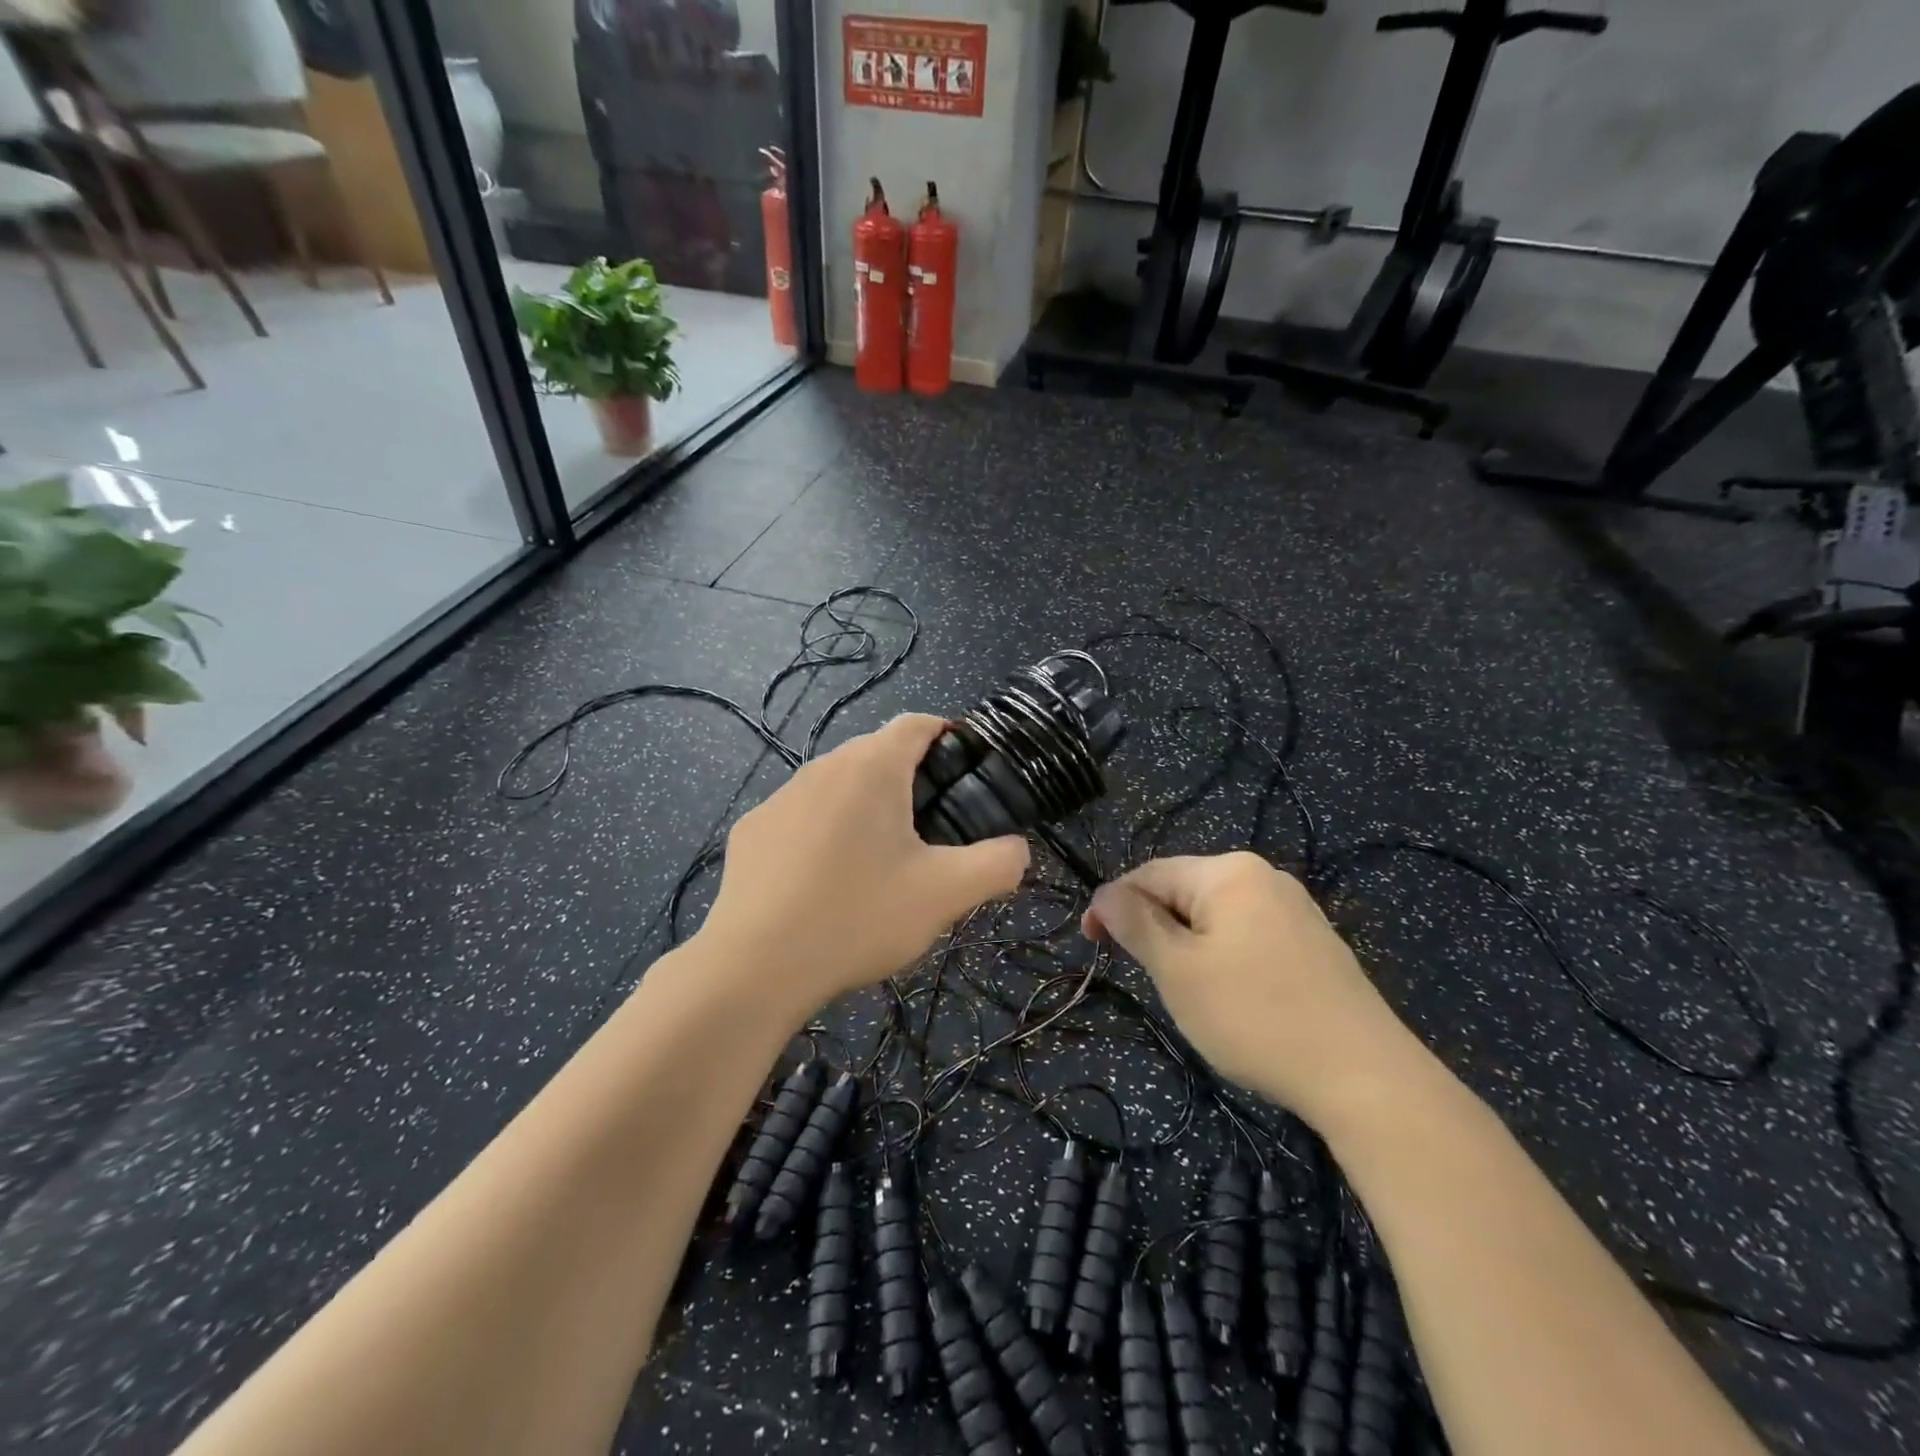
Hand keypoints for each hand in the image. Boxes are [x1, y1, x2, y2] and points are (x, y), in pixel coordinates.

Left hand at [699, 714, 1029, 1018]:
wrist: (754, 967)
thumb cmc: (858, 918)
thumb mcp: (946, 895)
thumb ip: (998, 863)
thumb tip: (1017, 848)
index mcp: (872, 768)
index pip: (919, 724)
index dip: (950, 738)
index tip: (967, 776)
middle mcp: (822, 767)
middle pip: (878, 754)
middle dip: (910, 780)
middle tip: (932, 832)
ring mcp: (780, 797)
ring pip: (838, 785)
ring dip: (865, 807)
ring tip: (880, 861)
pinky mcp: (752, 830)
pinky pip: (802, 816)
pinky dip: (823, 832)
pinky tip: (825, 881)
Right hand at [1083, 852, 1432, 1129]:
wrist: (1365, 1076)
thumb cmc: (1255, 1016)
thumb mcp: (1178, 971)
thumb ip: (1135, 924)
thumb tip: (1104, 894)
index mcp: (1228, 872)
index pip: (1149, 874)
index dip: (1113, 905)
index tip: (1091, 944)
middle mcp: (1263, 876)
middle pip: (1184, 891)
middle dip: (1154, 927)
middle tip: (1145, 977)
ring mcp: (1295, 908)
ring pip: (1215, 916)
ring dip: (1186, 944)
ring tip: (1185, 991)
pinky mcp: (1313, 941)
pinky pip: (1247, 933)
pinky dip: (1222, 955)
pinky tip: (1231, 995)